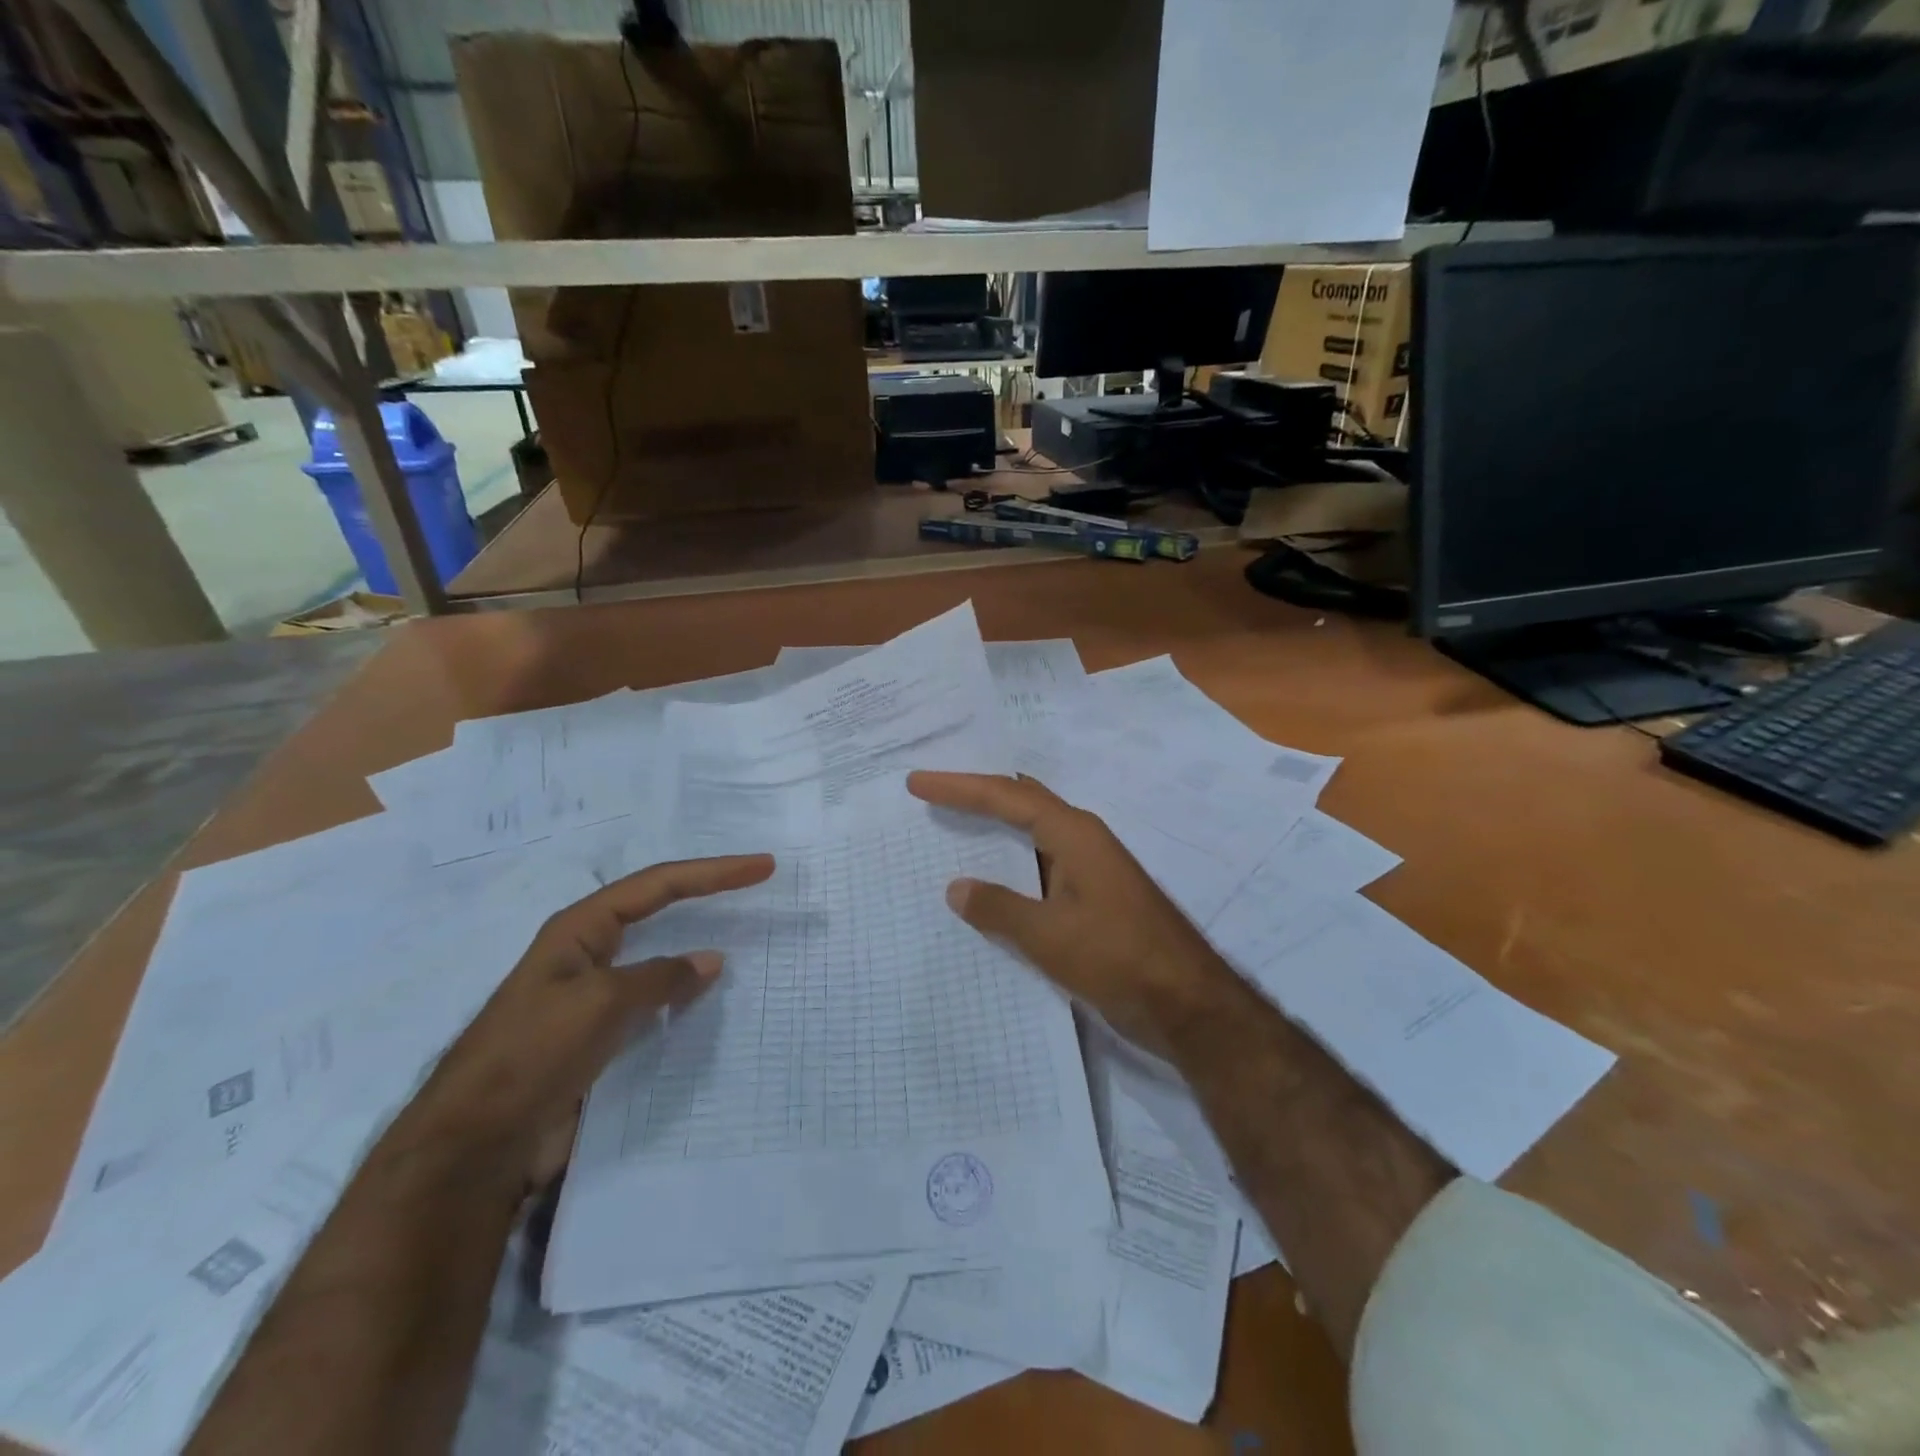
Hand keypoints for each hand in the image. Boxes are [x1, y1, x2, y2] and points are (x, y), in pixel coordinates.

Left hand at [406, 854, 774, 1186]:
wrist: (475, 1144)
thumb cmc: (533, 1054)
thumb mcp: (600, 1003)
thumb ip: (660, 977)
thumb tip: (711, 961)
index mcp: (581, 928)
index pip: (659, 884)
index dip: (713, 872)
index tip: (762, 867)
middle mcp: (589, 951)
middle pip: (659, 908)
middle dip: (707, 894)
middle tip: (757, 885)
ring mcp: (594, 993)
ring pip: (658, 956)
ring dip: (697, 946)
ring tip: (745, 939)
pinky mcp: (599, 1033)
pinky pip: (653, 1000)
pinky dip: (684, 994)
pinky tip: (709, 1001)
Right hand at [907, 771, 1245, 1058]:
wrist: (1188, 1005)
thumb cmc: (1118, 959)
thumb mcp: (1049, 936)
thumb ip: (999, 908)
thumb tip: (955, 888)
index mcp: (1074, 834)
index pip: (1006, 796)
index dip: (959, 787)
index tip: (918, 783)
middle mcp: (1082, 840)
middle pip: (1021, 803)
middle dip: (976, 795)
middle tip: (932, 792)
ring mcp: (1090, 869)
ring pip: (1031, 835)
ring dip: (992, 829)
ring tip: (950, 825)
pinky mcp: (1092, 898)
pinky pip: (1039, 867)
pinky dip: (1009, 865)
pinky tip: (988, 882)